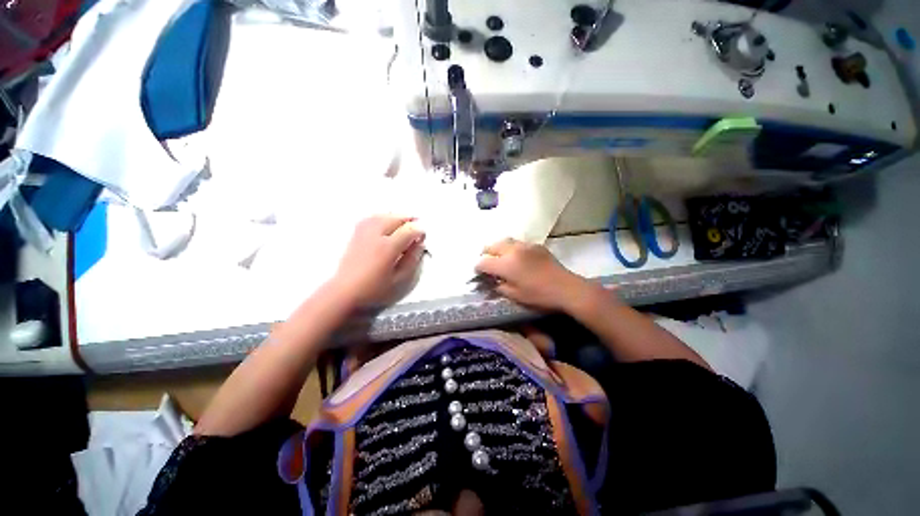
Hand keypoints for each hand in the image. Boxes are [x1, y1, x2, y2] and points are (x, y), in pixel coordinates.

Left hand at [331, 215, 425, 306]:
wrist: (344, 292)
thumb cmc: (374, 290)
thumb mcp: (400, 280)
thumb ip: (412, 260)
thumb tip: (419, 245)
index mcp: (388, 248)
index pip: (409, 230)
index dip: (420, 231)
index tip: (423, 238)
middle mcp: (375, 236)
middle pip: (396, 218)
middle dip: (409, 220)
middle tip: (416, 228)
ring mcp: (364, 233)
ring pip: (384, 215)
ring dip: (396, 217)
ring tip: (404, 223)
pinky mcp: (356, 234)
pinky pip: (372, 218)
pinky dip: (383, 217)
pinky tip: (386, 222)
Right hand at [475, 238, 590, 311]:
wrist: (565, 288)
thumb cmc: (539, 296)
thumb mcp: (515, 296)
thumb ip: (499, 286)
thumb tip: (493, 280)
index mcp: (506, 265)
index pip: (484, 262)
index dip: (478, 267)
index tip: (478, 272)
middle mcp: (513, 251)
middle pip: (492, 246)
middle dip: (485, 253)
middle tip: (486, 261)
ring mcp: (525, 245)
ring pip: (505, 241)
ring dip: (498, 248)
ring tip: (499, 256)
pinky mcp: (536, 245)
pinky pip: (518, 243)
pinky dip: (511, 248)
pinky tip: (516, 256)